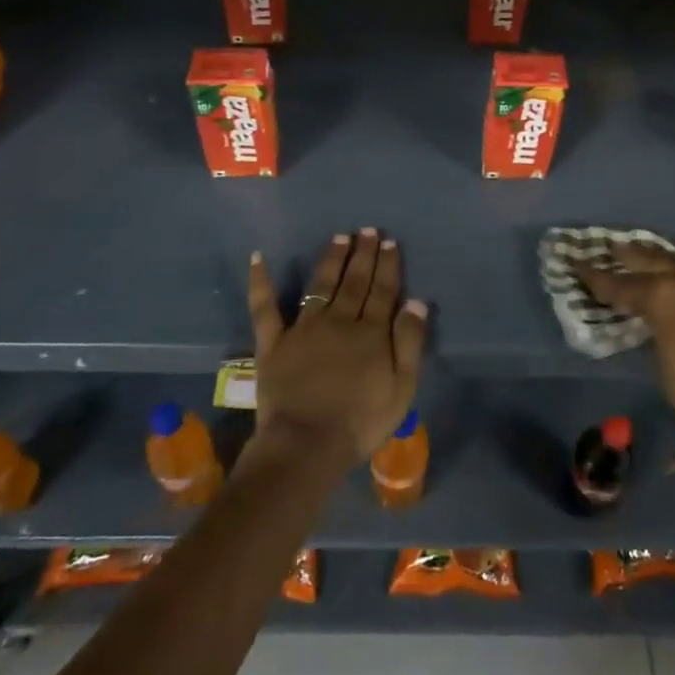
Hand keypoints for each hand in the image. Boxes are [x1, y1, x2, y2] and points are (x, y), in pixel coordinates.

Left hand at [247, 229, 428, 466]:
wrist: (306, 445)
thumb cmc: (360, 422)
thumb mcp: (402, 387)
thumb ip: (409, 341)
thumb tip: (417, 301)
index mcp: (370, 332)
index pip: (383, 290)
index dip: (388, 265)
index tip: (390, 242)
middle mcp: (339, 320)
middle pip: (354, 282)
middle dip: (363, 254)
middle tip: (367, 230)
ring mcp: (303, 329)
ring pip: (320, 285)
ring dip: (331, 260)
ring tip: (339, 238)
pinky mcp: (273, 342)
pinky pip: (264, 307)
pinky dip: (261, 282)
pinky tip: (257, 258)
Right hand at [574, 245, 674, 433]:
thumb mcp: (660, 359)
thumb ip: (655, 328)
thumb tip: (656, 320)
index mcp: (661, 296)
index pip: (620, 284)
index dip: (597, 277)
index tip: (580, 265)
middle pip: (654, 259)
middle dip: (632, 255)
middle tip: (616, 248)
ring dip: (672, 267)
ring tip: (660, 263)